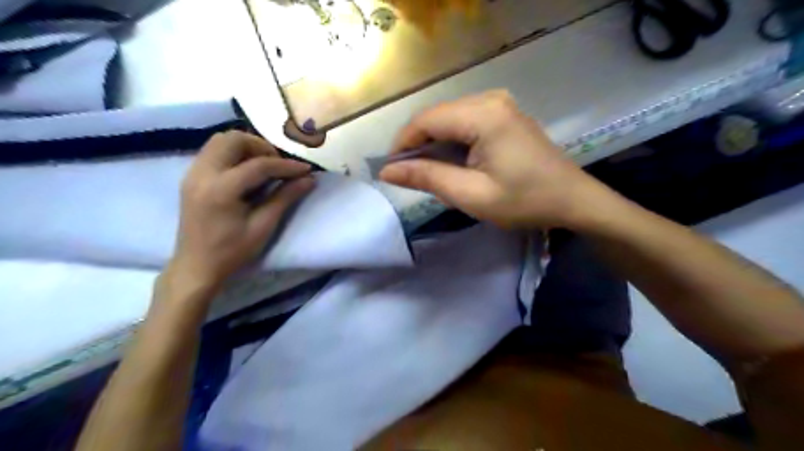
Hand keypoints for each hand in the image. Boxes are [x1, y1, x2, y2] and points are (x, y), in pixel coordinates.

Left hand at [167, 131, 313, 290]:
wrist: (196, 266)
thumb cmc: (232, 251)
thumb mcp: (263, 226)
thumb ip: (285, 198)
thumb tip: (309, 179)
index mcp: (221, 190)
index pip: (258, 165)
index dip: (286, 165)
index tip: (306, 169)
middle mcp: (202, 174)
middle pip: (233, 139)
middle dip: (261, 147)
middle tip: (278, 165)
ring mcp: (192, 173)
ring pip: (220, 140)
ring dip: (246, 147)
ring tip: (264, 167)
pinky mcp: (191, 176)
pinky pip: (213, 151)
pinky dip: (233, 153)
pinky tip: (246, 172)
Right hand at [381, 87, 606, 228]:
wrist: (573, 201)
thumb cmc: (524, 201)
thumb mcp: (471, 194)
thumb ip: (427, 178)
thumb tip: (387, 171)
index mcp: (483, 114)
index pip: (425, 120)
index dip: (402, 144)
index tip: (391, 171)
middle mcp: (490, 99)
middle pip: (437, 117)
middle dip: (418, 146)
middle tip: (412, 177)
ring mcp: (500, 104)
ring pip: (449, 120)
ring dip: (435, 145)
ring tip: (433, 174)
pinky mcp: (504, 114)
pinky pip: (465, 123)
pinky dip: (452, 143)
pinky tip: (454, 164)